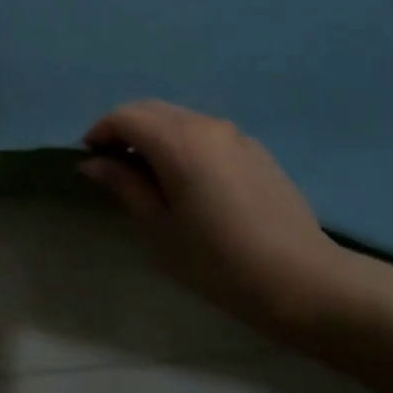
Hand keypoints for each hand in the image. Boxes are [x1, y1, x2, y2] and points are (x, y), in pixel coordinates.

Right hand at [80, 101, 358, 343]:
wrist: (304, 282)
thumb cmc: (218, 261)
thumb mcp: (159, 227)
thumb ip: (124, 185)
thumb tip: (93, 162)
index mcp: (177, 141)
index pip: (124, 117)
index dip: (100, 132)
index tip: (89, 159)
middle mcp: (205, 125)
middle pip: (150, 110)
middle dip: (124, 129)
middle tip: (112, 165)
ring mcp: (234, 135)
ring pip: (178, 118)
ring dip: (153, 134)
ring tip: (146, 173)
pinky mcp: (254, 150)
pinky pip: (204, 132)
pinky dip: (181, 142)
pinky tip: (185, 179)